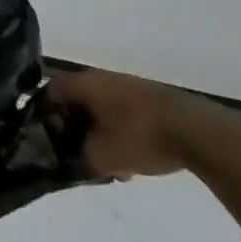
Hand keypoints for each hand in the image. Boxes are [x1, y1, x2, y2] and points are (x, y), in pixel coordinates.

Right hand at [47, 67, 229, 179]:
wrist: (197, 132)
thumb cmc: (139, 137)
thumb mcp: (100, 157)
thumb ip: (77, 158)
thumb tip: (71, 159)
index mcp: (82, 83)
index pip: (48, 93)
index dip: (42, 117)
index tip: (46, 141)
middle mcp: (101, 77)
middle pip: (75, 101)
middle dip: (72, 129)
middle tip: (75, 153)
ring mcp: (128, 85)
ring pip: (100, 110)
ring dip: (98, 133)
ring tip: (107, 164)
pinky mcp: (151, 98)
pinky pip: (122, 113)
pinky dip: (119, 133)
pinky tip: (132, 161)